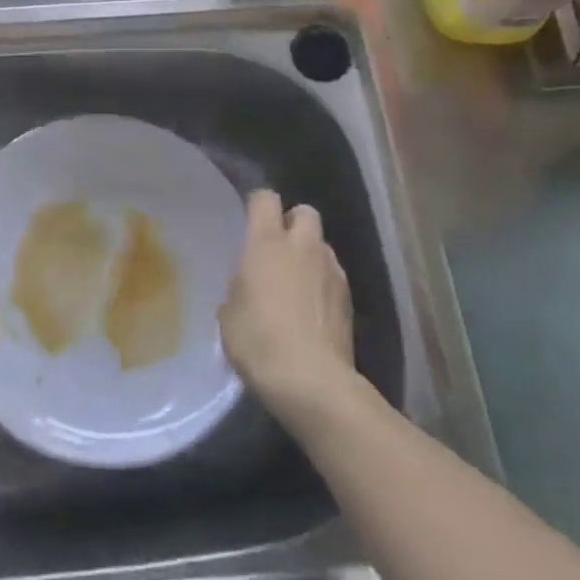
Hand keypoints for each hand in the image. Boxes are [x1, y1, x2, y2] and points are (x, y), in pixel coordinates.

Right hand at [219, 190, 355, 413]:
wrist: (312, 381)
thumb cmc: (258, 341)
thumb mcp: (229, 315)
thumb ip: (238, 289)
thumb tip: (247, 288)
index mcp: (266, 242)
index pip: (265, 198)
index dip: (257, 204)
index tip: (248, 219)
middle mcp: (303, 246)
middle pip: (304, 211)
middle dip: (292, 222)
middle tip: (276, 249)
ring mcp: (332, 270)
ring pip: (322, 245)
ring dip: (309, 255)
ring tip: (295, 283)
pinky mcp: (349, 298)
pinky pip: (333, 275)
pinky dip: (322, 283)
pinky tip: (311, 310)